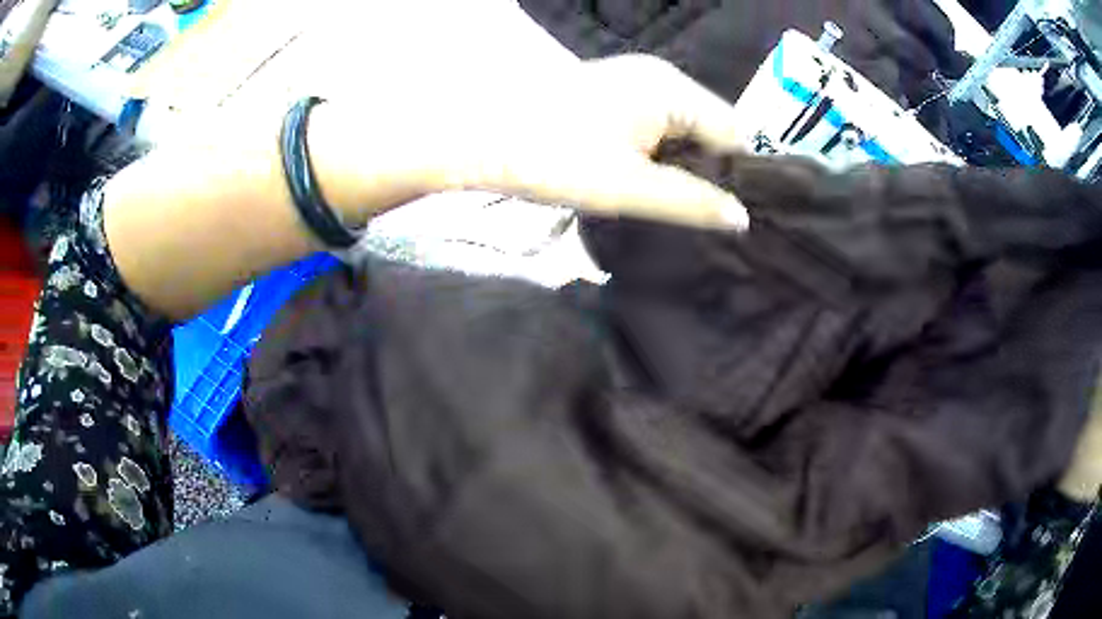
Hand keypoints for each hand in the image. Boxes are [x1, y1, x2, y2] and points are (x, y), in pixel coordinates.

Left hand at [311, 54, 747, 230]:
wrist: (477, 137)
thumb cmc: (556, 157)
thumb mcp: (631, 188)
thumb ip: (692, 203)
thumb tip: (742, 219)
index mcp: (672, 89)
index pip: (733, 132)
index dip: (737, 175)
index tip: (729, 215)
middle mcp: (659, 77)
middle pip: (707, 128)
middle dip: (707, 171)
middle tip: (700, 217)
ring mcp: (631, 83)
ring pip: (678, 129)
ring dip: (679, 165)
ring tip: (673, 205)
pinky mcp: (609, 96)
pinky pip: (652, 125)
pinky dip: (655, 154)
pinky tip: (644, 181)